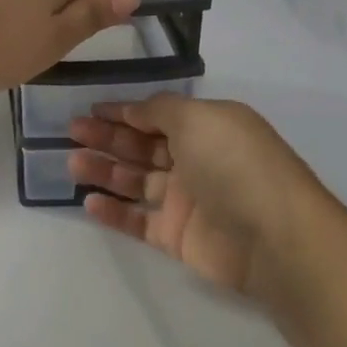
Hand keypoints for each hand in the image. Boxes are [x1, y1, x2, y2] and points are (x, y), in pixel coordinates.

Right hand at [66, 95, 335, 302]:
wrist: (274, 237)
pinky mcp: (177, 237)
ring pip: (135, 181)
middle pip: (142, 146)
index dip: (124, 111)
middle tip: (72, 132)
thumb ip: (160, 109)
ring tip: (72, 164)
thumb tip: (136, 109)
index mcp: (206, 127)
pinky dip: (114, 212)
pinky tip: (88, 202)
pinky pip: (138, 220)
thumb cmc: (234, 163)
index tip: (91, 109)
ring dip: (104, 171)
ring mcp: (186, 200)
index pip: (157, 115)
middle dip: (107, 137)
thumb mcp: (198, 117)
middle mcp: (196, 160)